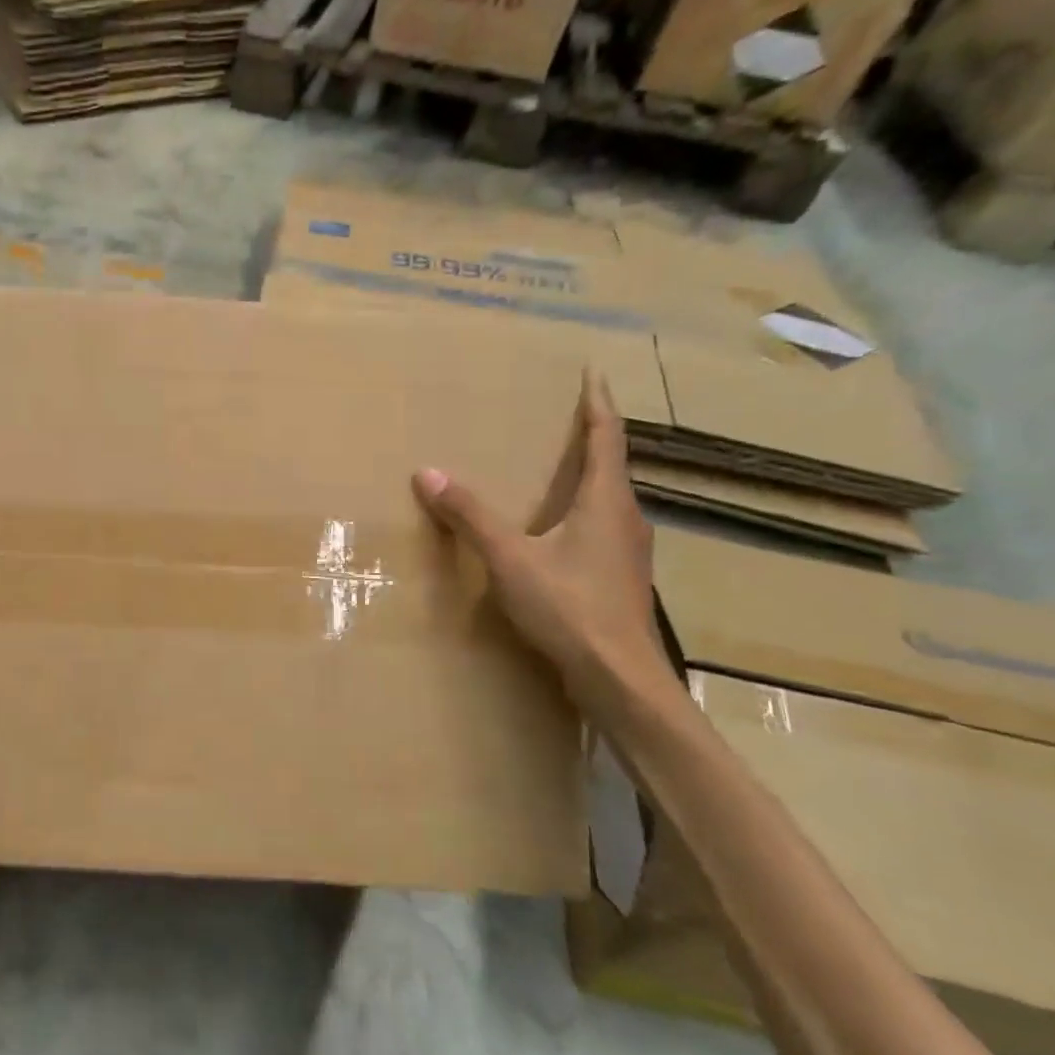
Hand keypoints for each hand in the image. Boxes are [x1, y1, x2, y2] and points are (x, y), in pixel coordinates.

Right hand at [414, 371, 668, 711]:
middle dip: (588, 438)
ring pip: (605, 501)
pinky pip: (599, 529)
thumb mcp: (511, 558)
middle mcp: (625, 519)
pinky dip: (578, 513)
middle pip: (610, 466)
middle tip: (561, 419)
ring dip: (584, 478)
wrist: (620, 680)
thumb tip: (428, 473)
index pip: (606, 437)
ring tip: (553, 471)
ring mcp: (626, 552)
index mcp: (606, 502)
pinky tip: (554, 532)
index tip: (592, 373)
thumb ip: (471, 516)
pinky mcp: (619, 579)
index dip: (598, 403)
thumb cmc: (570, 609)